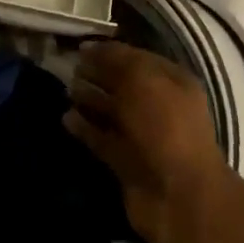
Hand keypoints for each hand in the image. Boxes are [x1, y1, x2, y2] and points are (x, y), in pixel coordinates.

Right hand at [65, 41, 238, 242]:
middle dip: (97, 75)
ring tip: (64, 90)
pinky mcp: (127, 162)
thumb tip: (89, 49)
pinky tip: (65, 118)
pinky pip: (103, 139)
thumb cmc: (165, 127)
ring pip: (112, 112)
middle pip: (124, 84)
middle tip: (67, 67)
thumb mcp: (143, 80)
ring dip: (89, 100)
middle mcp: (160, 106)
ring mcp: (143, 136)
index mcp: (173, 82)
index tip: (79, 47)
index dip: (110, 52)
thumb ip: (117, 61)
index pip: (138, 58)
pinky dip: (85, 129)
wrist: (178, 195)